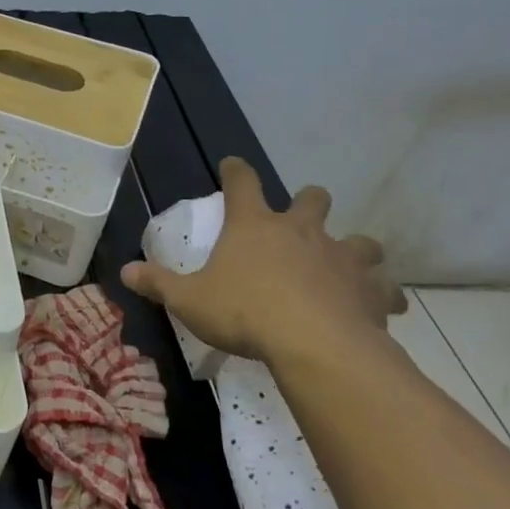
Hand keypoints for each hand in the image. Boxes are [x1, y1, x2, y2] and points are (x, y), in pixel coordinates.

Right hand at [121, 158, 406, 372]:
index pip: (242, 182)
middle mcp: (302, 232)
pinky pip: (384, 288)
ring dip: (354, 248)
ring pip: (360, 240)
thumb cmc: (244, 312)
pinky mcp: (370, 290)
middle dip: (309, 202)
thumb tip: (125, 271)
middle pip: (313, 199)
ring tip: (346, 263)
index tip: (232, 164)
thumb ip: (158, 284)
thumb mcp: (189, 301)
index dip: (235, 170)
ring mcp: (342, 258)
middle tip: (301, 217)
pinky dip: (380, 294)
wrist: (314, 345)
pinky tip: (378, 306)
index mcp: (255, 226)